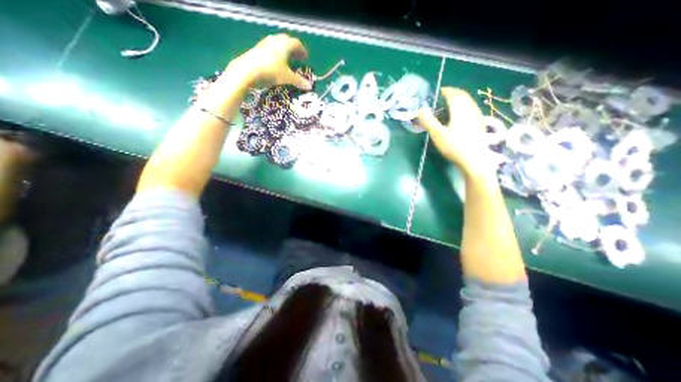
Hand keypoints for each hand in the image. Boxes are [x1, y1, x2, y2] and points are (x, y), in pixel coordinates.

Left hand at [230, 32, 311, 90]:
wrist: (248, 70)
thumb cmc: (271, 71)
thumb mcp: (287, 78)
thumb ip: (299, 81)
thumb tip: (309, 86)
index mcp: (285, 45)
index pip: (296, 43)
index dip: (302, 50)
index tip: (306, 57)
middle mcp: (275, 40)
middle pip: (287, 41)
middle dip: (294, 49)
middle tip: (298, 57)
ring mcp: (265, 43)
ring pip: (278, 44)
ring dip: (284, 50)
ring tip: (288, 59)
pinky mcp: (257, 49)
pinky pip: (270, 48)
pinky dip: (277, 53)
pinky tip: (276, 62)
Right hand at [418, 88, 497, 179]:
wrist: (474, 159)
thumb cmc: (454, 146)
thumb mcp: (437, 134)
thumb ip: (428, 121)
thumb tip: (420, 109)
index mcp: (460, 109)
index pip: (453, 94)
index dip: (445, 91)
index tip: (439, 91)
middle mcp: (470, 108)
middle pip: (463, 96)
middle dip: (453, 93)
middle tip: (444, 96)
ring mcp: (477, 116)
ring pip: (469, 102)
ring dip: (460, 99)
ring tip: (451, 104)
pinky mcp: (480, 124)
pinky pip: (472, 109)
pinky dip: (465, 107)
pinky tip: (461, 115)